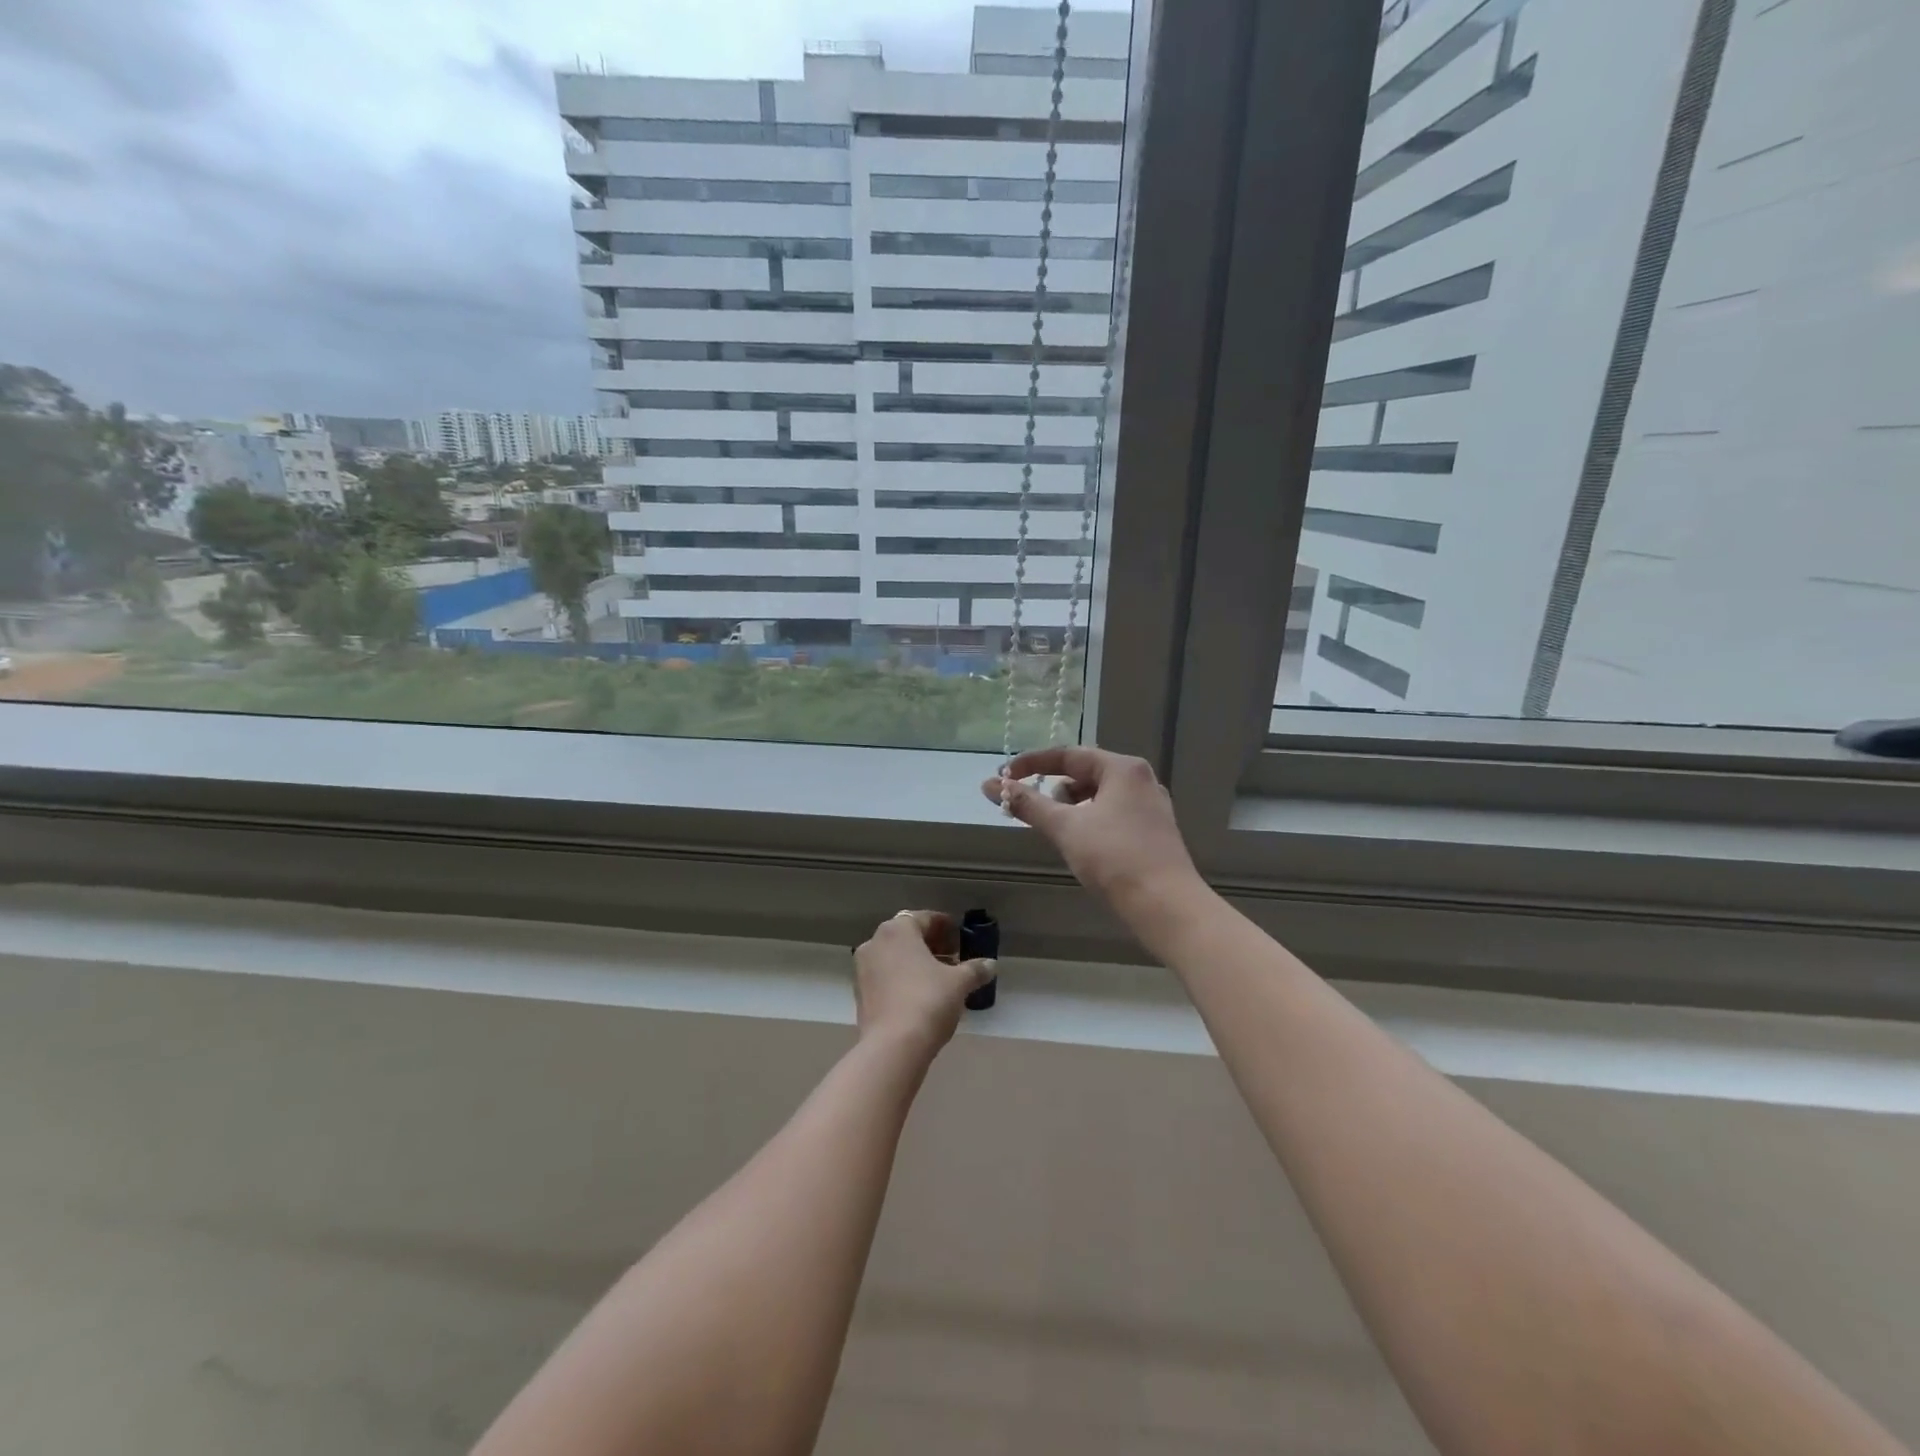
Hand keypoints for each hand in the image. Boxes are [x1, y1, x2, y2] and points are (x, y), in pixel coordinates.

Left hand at [852, 911, 996, 1057]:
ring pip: (894, 956)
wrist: (893, 1046)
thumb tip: (991, 965)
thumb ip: (975, 969)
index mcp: (898, 929)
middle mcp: (875, 941)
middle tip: (954, 959)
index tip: (961, 939)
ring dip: (916, 962)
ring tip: (940, 978)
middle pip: (908, 935)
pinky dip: (902, 978)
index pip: (925, 918)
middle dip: (931, 945)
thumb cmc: (928, 1001)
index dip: (946, 927)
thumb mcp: (959, 983)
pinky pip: (885, 975)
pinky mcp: (860, 992)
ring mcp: (863, 968)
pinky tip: (920, 994)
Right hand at [981, 748, 1203, 919]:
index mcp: (1123, 769)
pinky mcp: (1154, 832)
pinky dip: (1090, 821)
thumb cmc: (1115, 859)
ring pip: (1099, 796)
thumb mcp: (1065, 828)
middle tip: (1030, 808)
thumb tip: (989, 786)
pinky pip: (1113, 814)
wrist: (1167, 906)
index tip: (1003, 777)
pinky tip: (1081, 844)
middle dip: (1053, 788)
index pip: (1068, 755)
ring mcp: (1151, 806)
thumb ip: (1028, 804)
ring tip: (1056, 830)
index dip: (1031, 764)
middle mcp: (1141, 780)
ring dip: (1071, 807)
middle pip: (1085, 773)